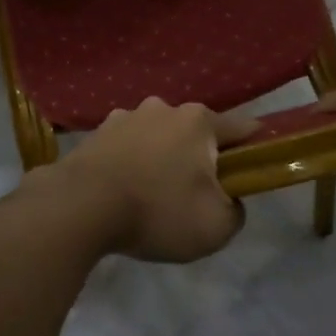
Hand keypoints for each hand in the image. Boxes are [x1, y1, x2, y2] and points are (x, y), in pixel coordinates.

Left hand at [58, 99, 259, 262]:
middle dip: (200, 158)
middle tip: (195, 195)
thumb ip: (236, 210)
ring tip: (153, 196)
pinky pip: (128, 147)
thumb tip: (230, 199)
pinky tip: (124, 191)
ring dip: (162, 158)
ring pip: (159, 137)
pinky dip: (132, 163)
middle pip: (196, 132)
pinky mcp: (98, 132)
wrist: (80, 206)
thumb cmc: (157, 211)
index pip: (242, 128)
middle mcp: (165, 108)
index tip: (254, 168)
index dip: (254, 148)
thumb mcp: (216, 227)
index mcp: (199, 121)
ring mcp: (127, 116)